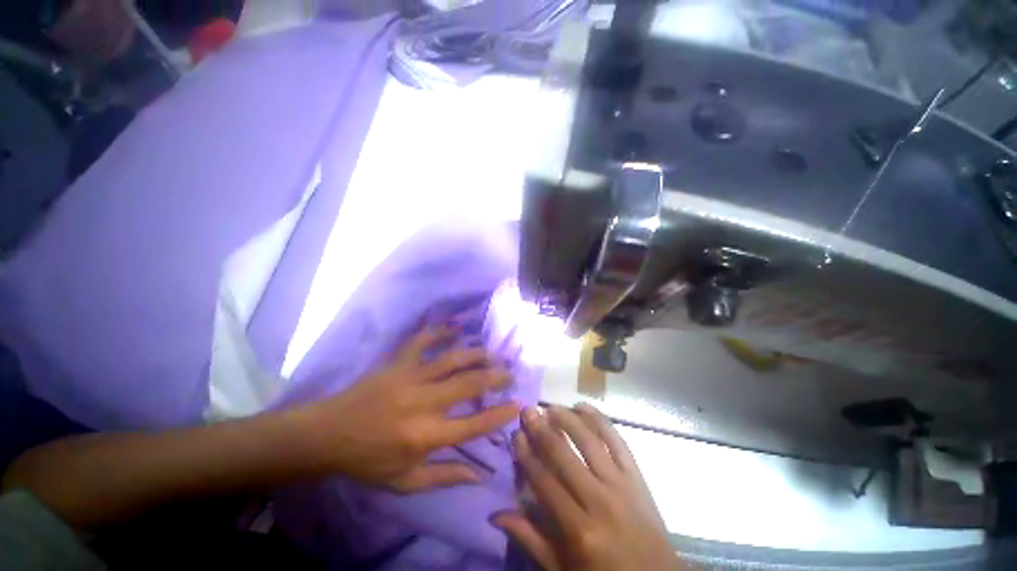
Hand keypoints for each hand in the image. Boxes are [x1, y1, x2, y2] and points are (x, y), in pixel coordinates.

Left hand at [296, 327, 518, 492]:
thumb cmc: (367, 461)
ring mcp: (410, 379)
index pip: (473, 425)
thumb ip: (444, 476)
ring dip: (476, 354)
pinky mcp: (398, 364)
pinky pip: (422, 341)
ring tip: (491, 353)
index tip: (517, 404)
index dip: (499, 414)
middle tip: (509, 373)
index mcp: (425, 436)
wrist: (327, 435)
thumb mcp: (404, 482)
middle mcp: (423, 404)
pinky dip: (440, 331)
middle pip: (469, 385)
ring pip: (452, 360)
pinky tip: (455, 327)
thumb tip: (479, 475)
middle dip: (495, 377)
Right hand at [494, 404, 680, 570]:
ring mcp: (621, 484)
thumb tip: (497, 515)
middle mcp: (599, 500)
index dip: (527, 455)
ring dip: (568, 419)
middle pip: (564, 455)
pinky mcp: (638, 477)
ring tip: (551, 406)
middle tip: (528, 410)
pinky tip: (584, 406)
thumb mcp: (564, 569)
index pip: (545, 481)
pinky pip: (618, 441)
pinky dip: (600, 420)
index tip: (516, 434)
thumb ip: (531, 540)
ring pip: (590, 441)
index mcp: (579, 530)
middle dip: (542, 429)